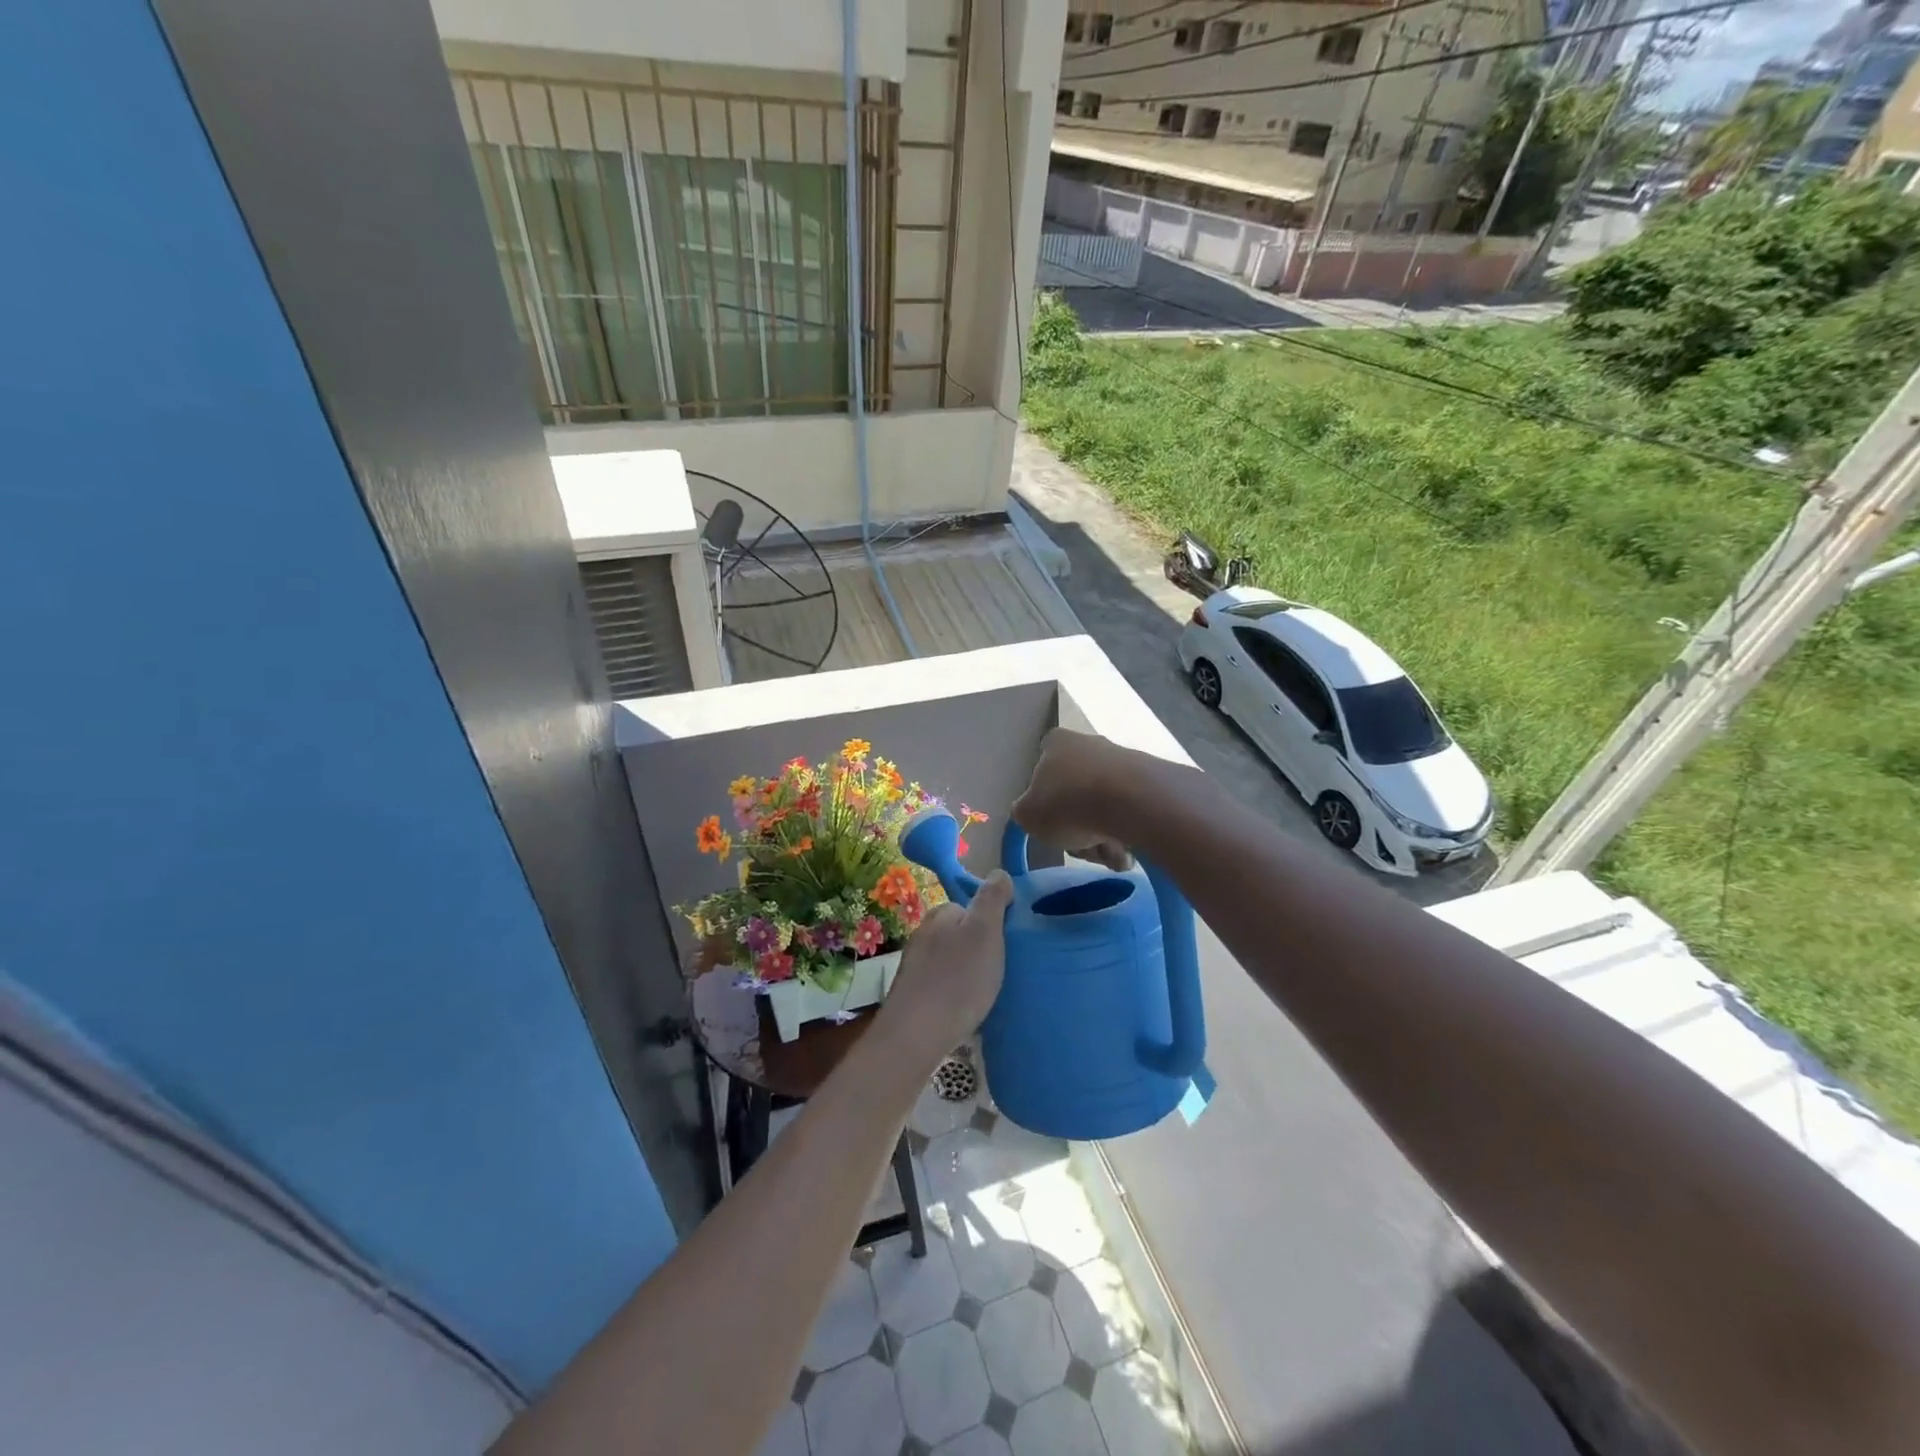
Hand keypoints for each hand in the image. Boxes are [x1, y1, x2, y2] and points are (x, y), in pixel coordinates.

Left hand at [879, 871, 1013, 1059]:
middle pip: (960, 934)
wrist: (916, 1036)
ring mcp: (915, 965)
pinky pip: (942, 985)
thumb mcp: (985, 932)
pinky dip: (955, 993)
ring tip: (986, 994)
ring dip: (967, 973)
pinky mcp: (913, 995)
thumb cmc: (958, 980)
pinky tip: (966, 1011)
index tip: (1007, 944)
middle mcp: (923, 934)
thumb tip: (998, 873)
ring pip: (951, 961)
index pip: (970, 907)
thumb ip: (991, 900)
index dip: (992, 922)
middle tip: (1000, 971)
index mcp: (940, 914)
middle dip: (979, 948)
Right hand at [1010, 729, 1133, 870]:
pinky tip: (1130, 850)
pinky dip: (1128, 833)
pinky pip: (1131, 812)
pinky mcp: (1151, 778)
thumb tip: (1033, 812)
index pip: (1042, 770)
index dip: (1045, 803)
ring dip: (1103, 837)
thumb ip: (1025, 812)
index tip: (1053, 825)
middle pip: (1075, 795)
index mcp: (1055, 743)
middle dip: (1079, 829)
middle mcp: (1089, 743)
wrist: (1132, 802)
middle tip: (1082, 848)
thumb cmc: (1068, 804)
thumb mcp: (1027, 815)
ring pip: (1104, 808)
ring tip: (1109, 855)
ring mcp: (1122, 759)